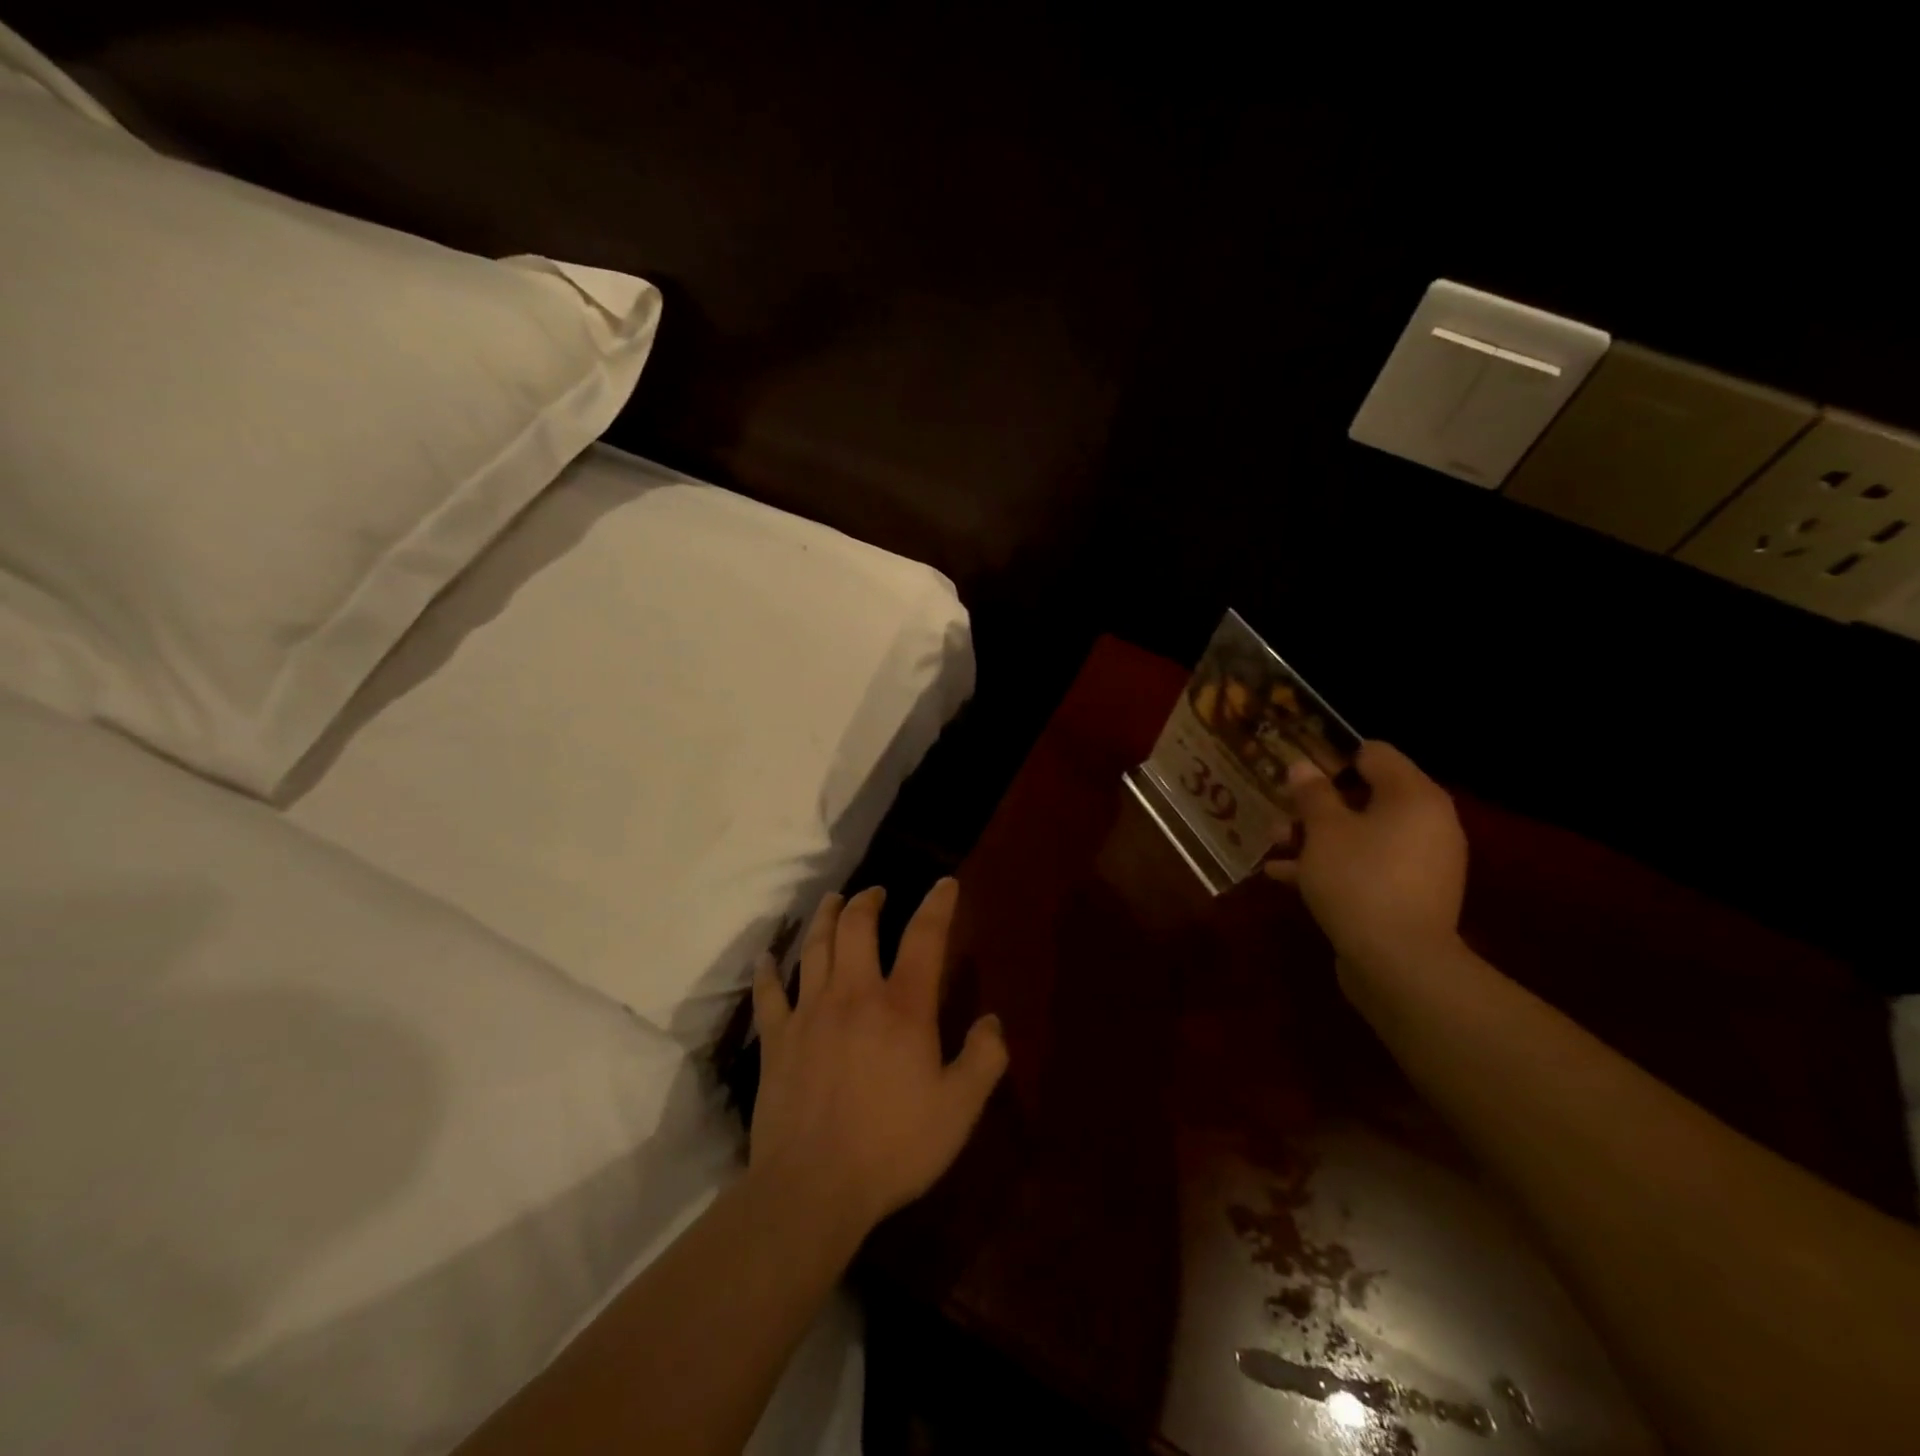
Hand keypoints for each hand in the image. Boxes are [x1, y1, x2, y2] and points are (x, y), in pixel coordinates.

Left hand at [749, 879, 1007, 1241]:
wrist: (813, 1187)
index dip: (938, 905)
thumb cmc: (893, 1147)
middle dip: (868, 901)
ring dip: (825, 917)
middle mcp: (854, 994)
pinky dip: (768, 971)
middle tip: (876, 892)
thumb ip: (983, 1059)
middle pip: (857, 927)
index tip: (945, 883)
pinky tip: (767, 958)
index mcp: (902, 1006)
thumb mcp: (959, 1110)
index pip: (924, 937)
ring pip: (815, 948)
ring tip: (832, 900)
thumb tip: (993, 1021)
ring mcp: (809, 1013)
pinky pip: (769, 994)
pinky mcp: (777, 1040)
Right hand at [1265, 742, 1467, 978]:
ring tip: (1273, 845)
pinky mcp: (1408, 895)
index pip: (1375, 754)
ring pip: (1361, 834)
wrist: (1398, 962)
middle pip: (1366, 796)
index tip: (1297, 772)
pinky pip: (1366, 866)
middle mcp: (1427, 823)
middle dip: (1317, 805)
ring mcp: (1420, 862)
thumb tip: (1303, 766)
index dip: (1332, 757)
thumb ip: (1312, 794)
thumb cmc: (1359, 879)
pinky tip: (1285, 876)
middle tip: (1279, 811)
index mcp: (1414, 796)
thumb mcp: (1324, 830)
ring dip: (1316, 837)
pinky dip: (1331, 866)